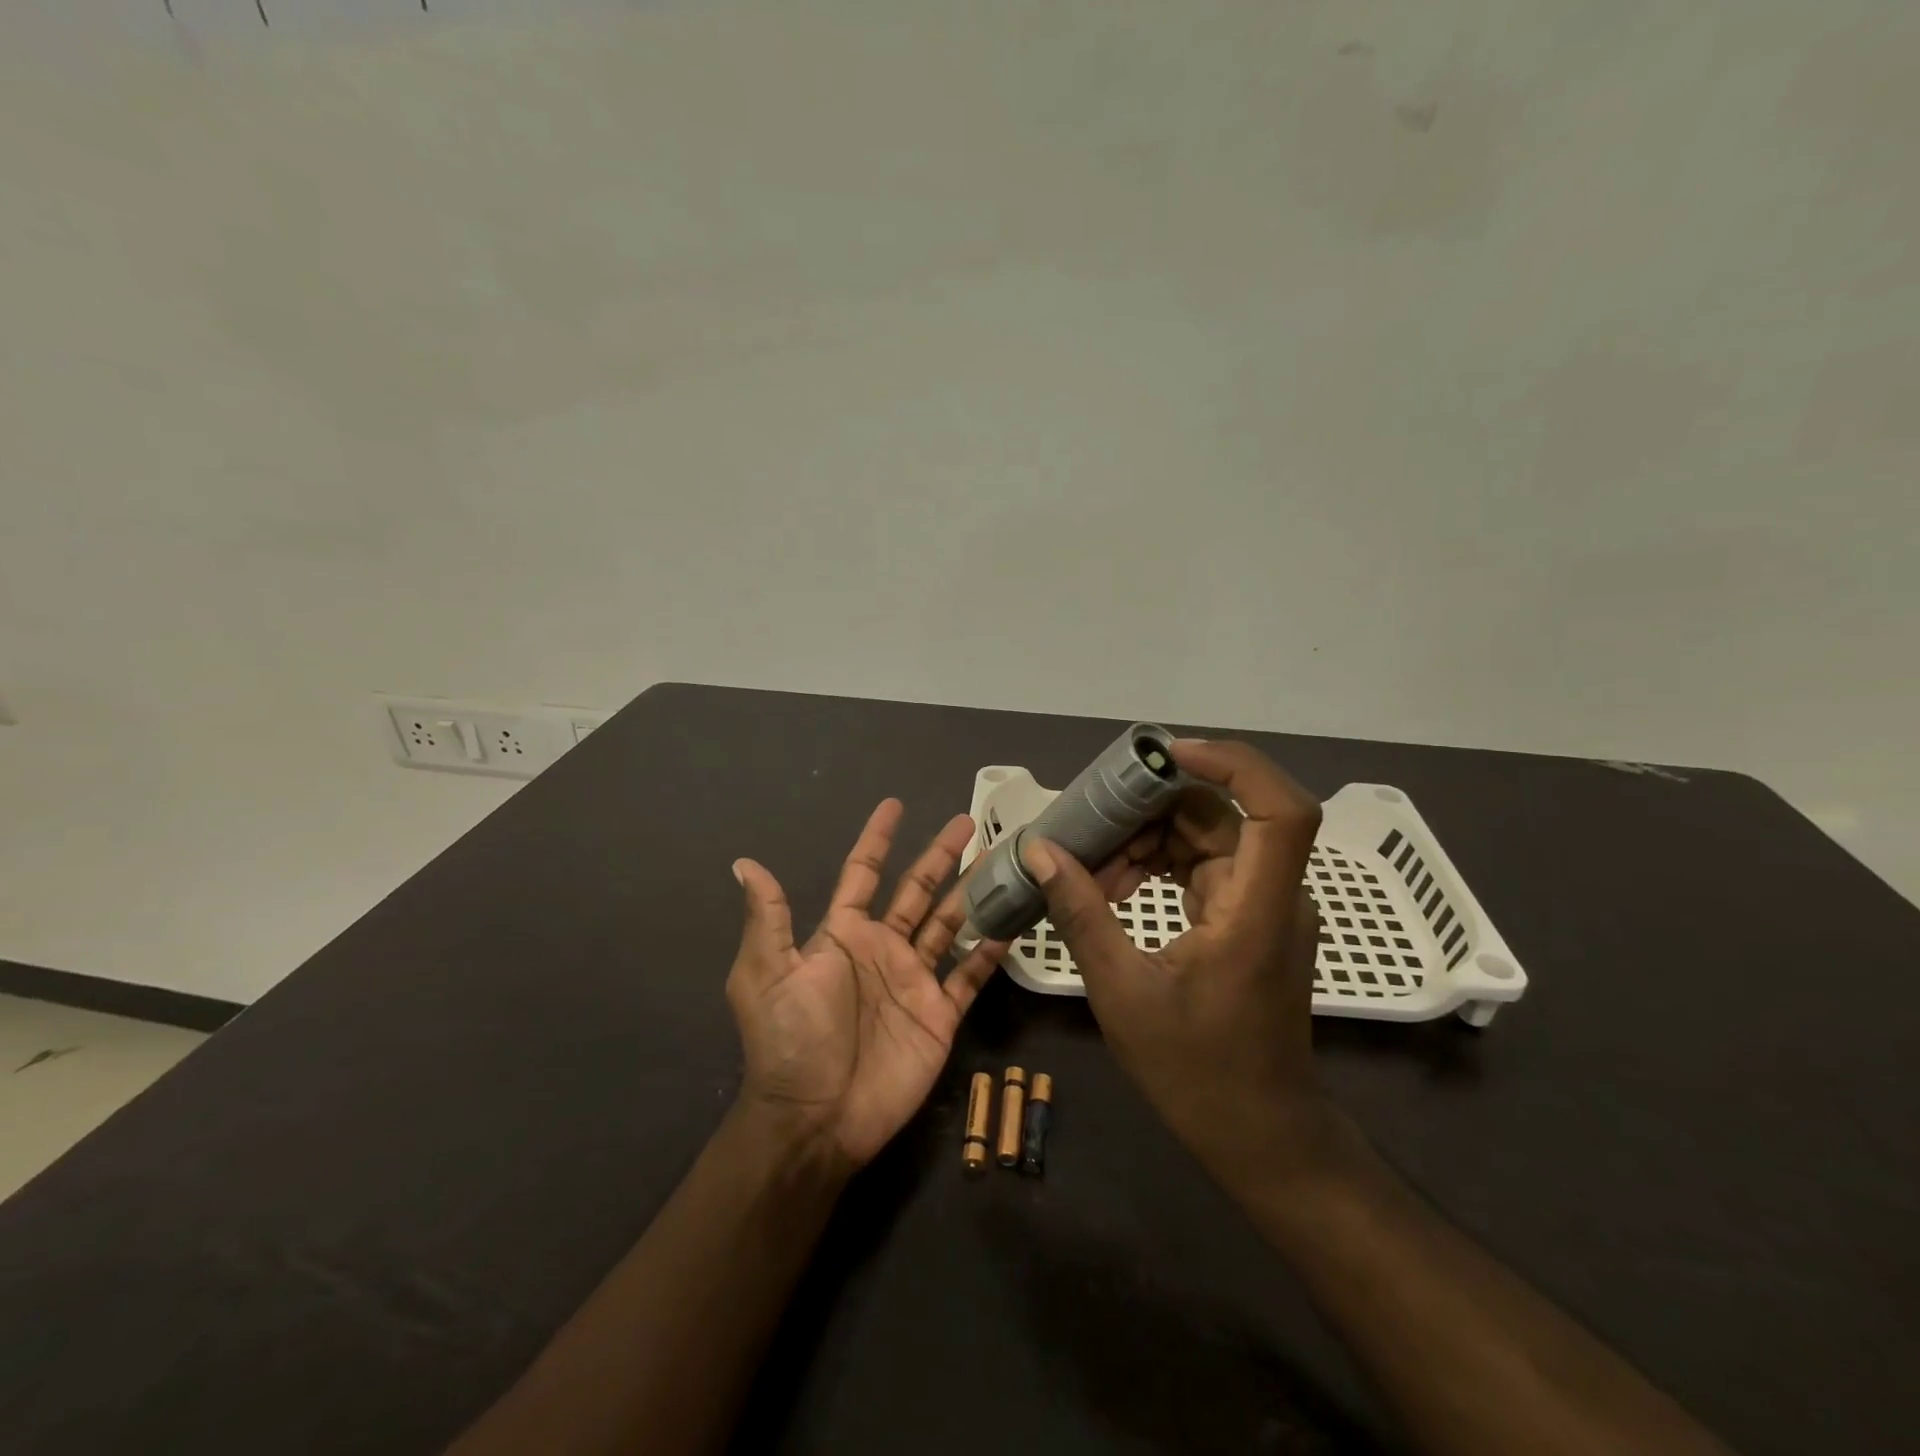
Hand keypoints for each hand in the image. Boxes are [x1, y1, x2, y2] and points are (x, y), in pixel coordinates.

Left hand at [726, 801, 1006, 1169]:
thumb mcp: (767, 973)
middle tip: (967, 821)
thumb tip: (745, 862)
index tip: (895, 805)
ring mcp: (914, 980)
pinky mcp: (940, 1013)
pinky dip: (990, 950)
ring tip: (1000, 860)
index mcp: (843, 934)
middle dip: (940, 855)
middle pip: (917, 890)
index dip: (878, 839)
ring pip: (950, 923)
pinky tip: (1012, 923)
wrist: (817, 1118)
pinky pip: (970, 974)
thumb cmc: (791, 1039)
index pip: (863, 873)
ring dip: (972, 892)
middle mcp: (882, 948)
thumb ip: (768, 918)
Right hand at [1021, 739, 1327, 1176]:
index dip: (1233, 764)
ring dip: (1151, 838)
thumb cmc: (1196, 1071)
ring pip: (1211, 836)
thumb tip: (1040, 851)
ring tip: (1095, 866)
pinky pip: (1206, 866)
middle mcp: (1273, 895)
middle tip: (1094, 824)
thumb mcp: (1121, 990)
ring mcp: (1264, 906)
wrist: (1258, 1134)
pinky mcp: (1249, 919)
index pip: (1281, 809)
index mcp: (1257, 909)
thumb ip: (1081, 912)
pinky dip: (1162, 863)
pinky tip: (1118, 885)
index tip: (1166, 755)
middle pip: (1225, 815)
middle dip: (1155, 809)